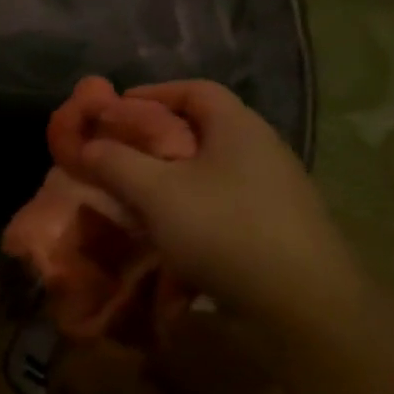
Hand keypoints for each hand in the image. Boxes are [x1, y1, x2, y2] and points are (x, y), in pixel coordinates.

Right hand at [77, 81, 362, 331]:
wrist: (304, 304)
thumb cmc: (224, 230)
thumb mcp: (156, 193)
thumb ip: (117, 162)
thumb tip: (89, 144)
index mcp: (239, 127)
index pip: (194, 89)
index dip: (152, 93)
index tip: (114, 110)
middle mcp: (263, 149)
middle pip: (203, 129)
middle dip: (157, 138)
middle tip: (120, 155)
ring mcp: (277, 189)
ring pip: (213, 169)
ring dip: (174, 177)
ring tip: (140, 196)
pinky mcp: (279, 226)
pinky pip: (226, 201)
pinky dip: (194, 206)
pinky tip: (176, 233)